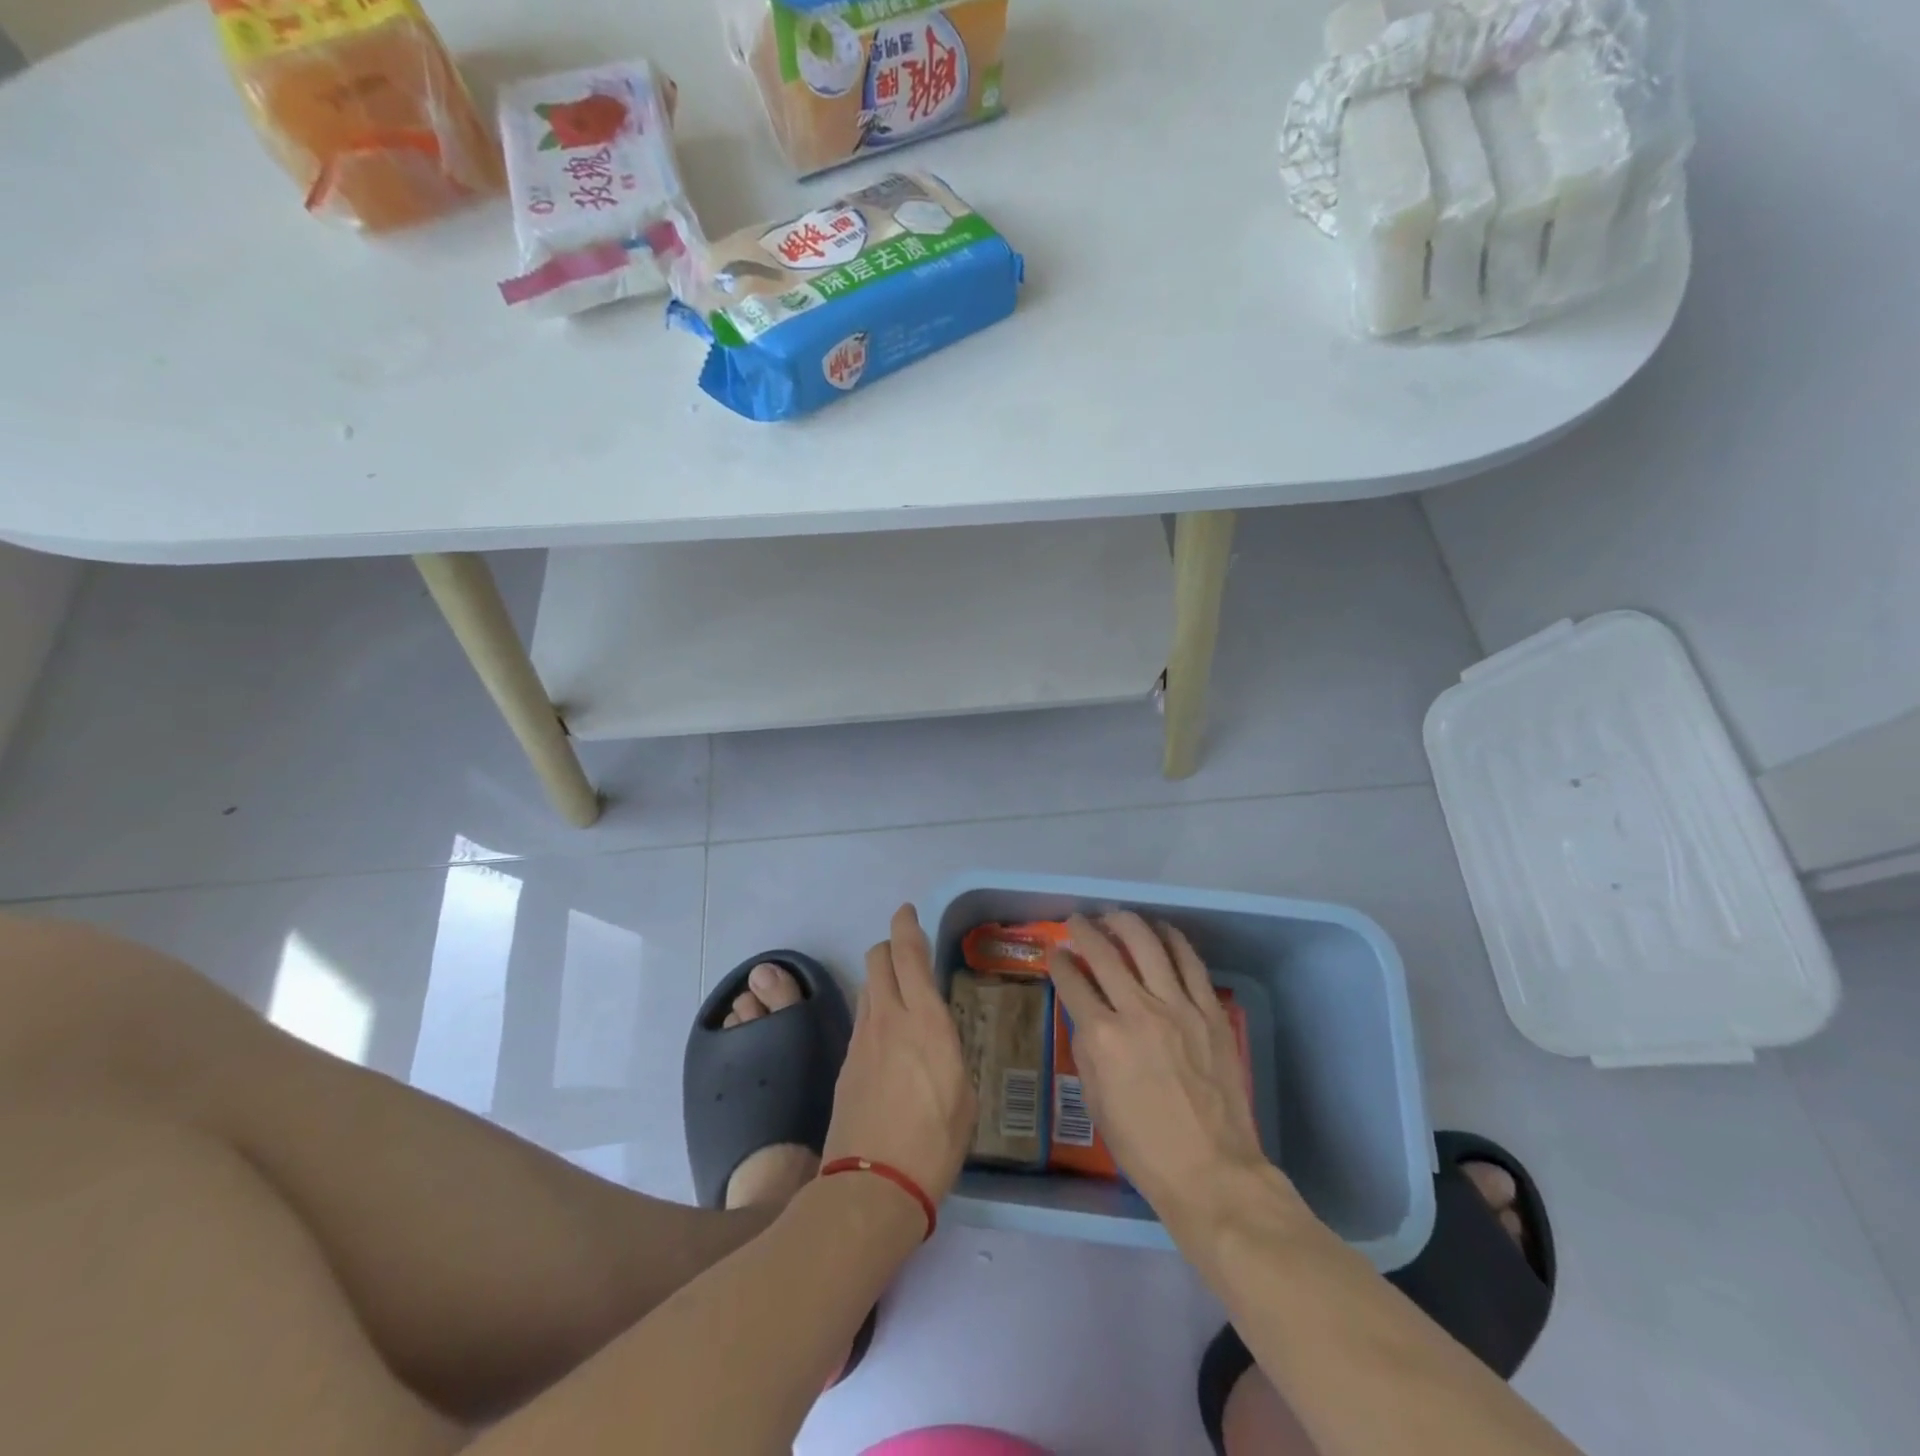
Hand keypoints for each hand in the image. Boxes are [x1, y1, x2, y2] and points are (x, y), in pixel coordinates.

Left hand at [822, 904, 976, 1209]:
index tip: (907, 911)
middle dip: (891, 947)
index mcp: (925, 1021)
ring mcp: (861, 1040)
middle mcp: (889, 1018)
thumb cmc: (934, 1142)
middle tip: (908, 956)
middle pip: (878, 960)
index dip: (906, 926)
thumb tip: (937, 1042)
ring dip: (882, 979)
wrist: (871, 1186)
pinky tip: (887, 1041)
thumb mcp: (963, 1094)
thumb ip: (949, 1054)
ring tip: (900, 998)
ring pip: (868, 987)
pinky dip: (874, 1014)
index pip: (909, 955)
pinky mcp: (845, 1064)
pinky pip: (861, 1021)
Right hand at [1049, 913, 1271, 1228]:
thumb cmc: (1144, 1147)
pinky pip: (1190, 962)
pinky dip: (1172, 939)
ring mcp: (1178, 1007)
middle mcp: (1137, 1011)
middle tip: (1077, 921)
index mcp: (1103, 1038)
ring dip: (1126, 923)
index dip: (1058, 962)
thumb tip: (1085, 1017)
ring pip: (1148, 944)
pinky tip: (1161, 931)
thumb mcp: (1096, 1103)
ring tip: (1115, 916)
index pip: (1072, 982)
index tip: (1055, 953)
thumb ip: (1086, 1051)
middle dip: (1084, 931)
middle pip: (1104, 953)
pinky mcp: (1210, 1011)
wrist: (1213, 1172)